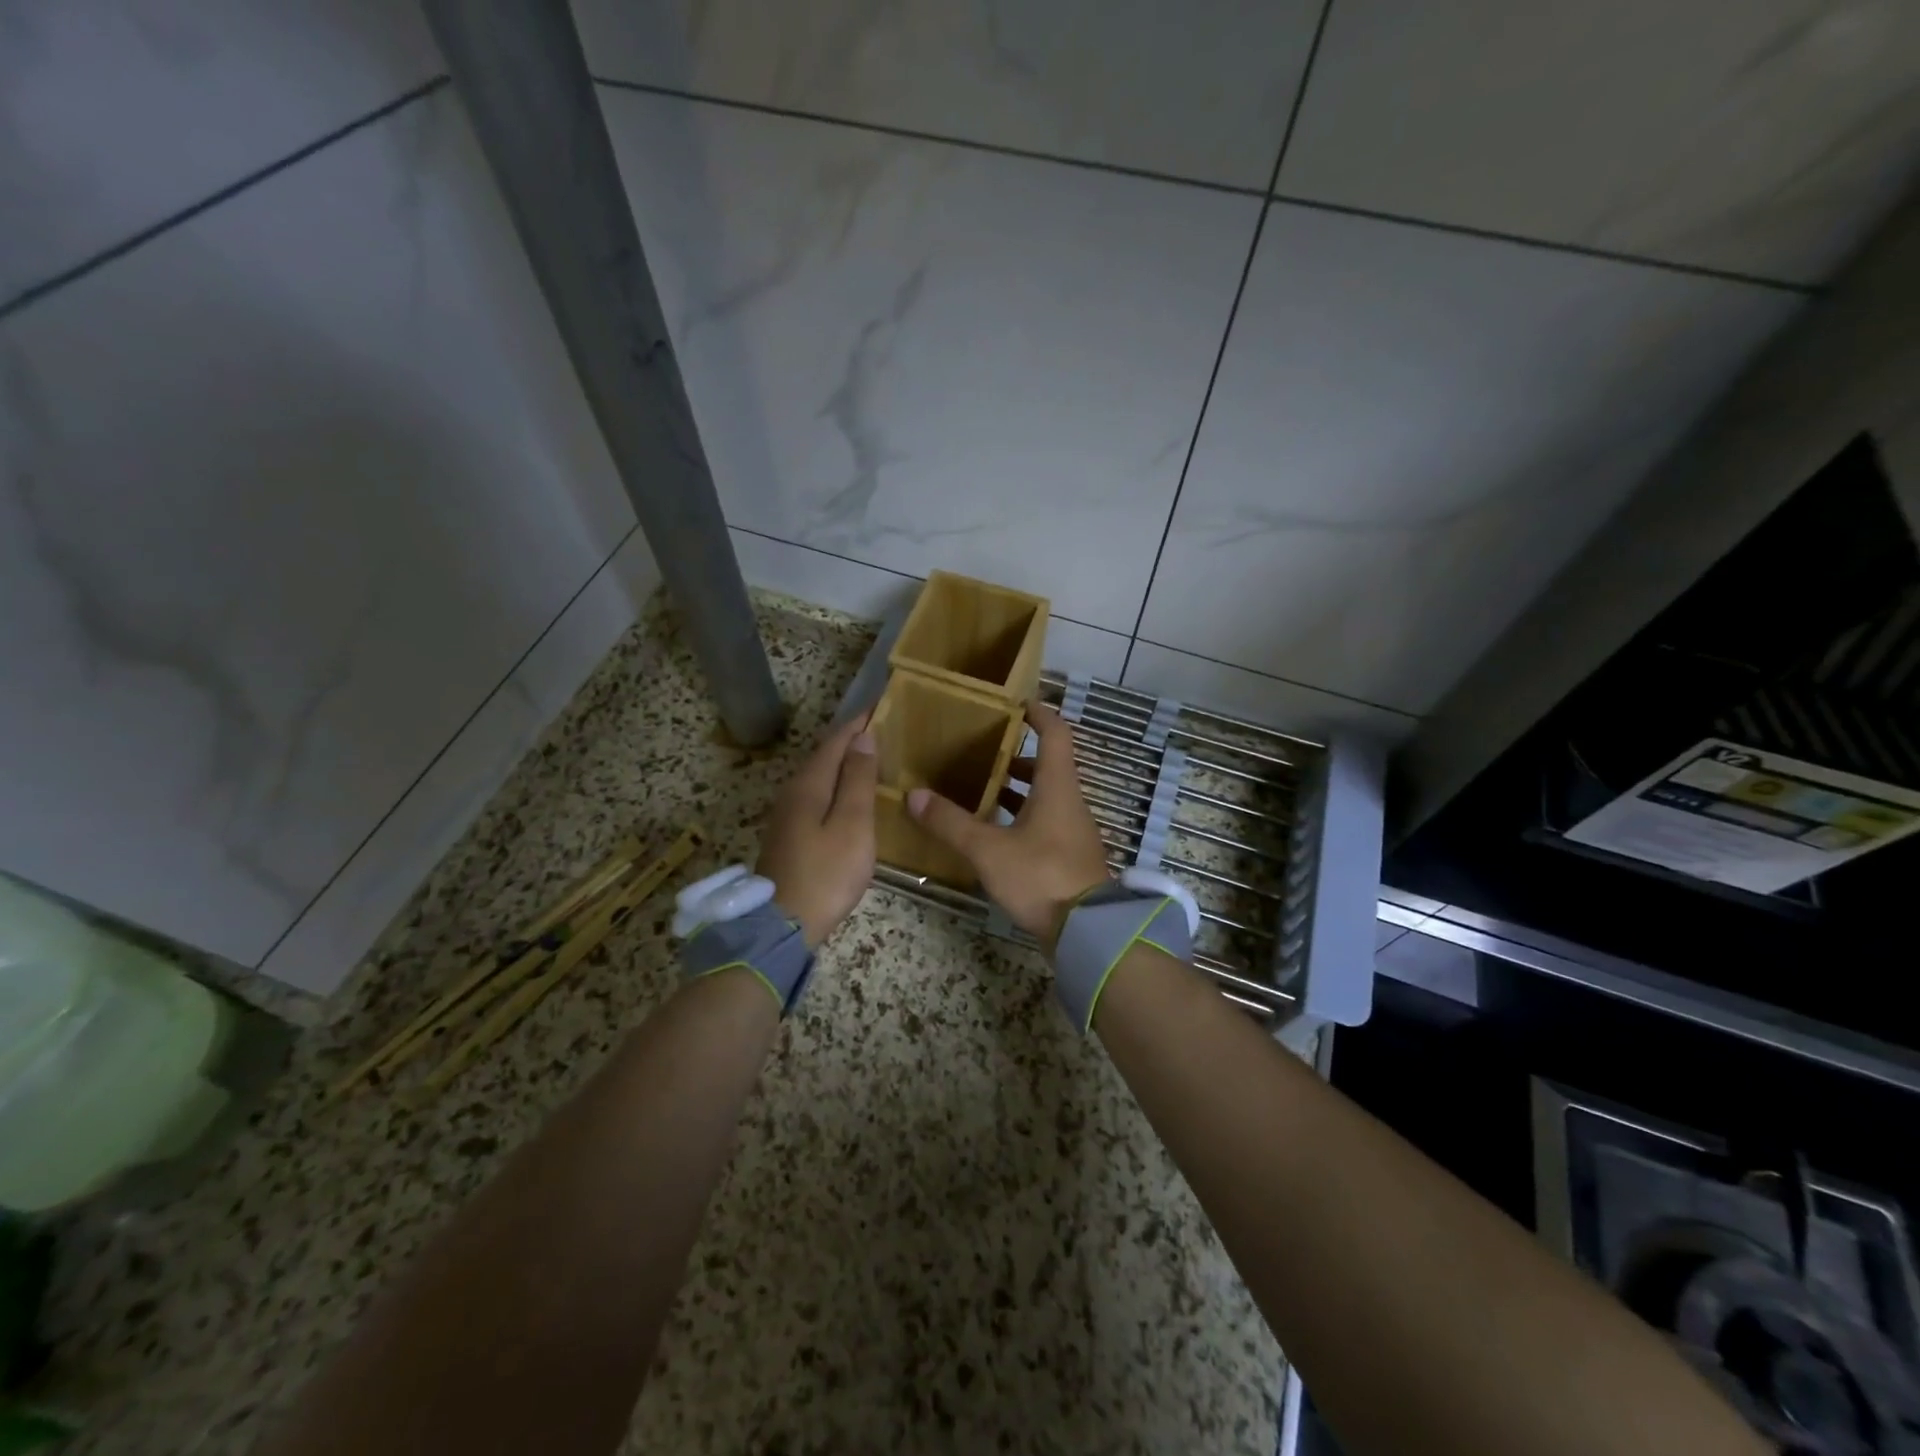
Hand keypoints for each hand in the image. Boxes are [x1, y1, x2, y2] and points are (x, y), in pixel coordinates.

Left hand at [755, 713, 879, 948]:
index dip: (858, 722)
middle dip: (850, 739)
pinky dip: (835, 785)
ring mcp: (787, 816)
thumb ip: (858, 780)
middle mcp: (792, 792)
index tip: (880, 704)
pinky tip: (847, 796)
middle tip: (880, 727)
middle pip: (823, 756)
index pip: (835, 741)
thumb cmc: (826, 873)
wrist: (783, 925)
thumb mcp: (852, 825)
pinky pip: (815, 796)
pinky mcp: (789, 836)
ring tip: (869, 756)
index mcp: (809, 785)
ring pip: (818, 777)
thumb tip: (863, 737)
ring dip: (842, 762)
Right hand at [907, 701, 1111, 947]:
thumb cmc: (1041, 877)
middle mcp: (1069, 801)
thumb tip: (914, 795)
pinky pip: (1045, 820)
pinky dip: (1022, 814)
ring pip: (1046, 794)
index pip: (1055, 734)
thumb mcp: (988, 850)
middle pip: (1048, 764)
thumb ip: (951, 822)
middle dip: (1016, 754)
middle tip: (982, 748)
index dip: (1039, 713)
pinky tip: (996, 829)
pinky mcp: (1070, 854)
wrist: (1087, 931)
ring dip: (1018, 786)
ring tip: (981, 786)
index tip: (1015, 702)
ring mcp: (1073, 829)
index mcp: (1057, 787)